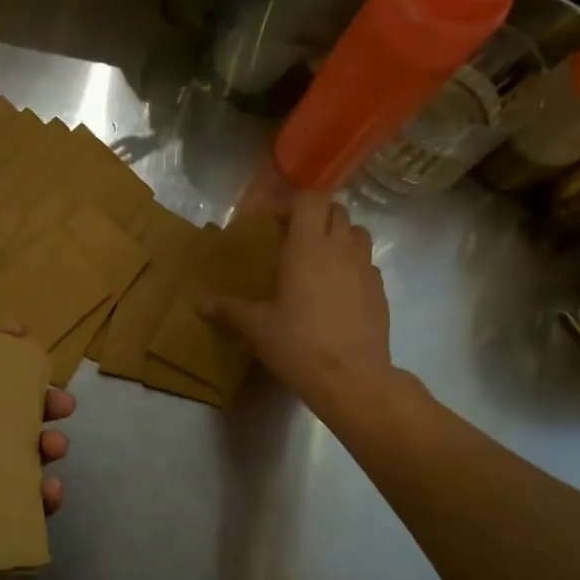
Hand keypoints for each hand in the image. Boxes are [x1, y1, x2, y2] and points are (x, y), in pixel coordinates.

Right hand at [203, 193, 393, 415]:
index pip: (311, 200)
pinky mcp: (380, 291)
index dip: (294, 205)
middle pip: (336, 211)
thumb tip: (200, 303)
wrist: (351, 379)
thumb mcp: (256, 327)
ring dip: (339, 237)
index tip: (276, 225)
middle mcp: (340, 249)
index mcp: (308, 247)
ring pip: (358, 233)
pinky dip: (352, 265)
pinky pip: (367, 264)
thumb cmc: (298, 344)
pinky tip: (337, 291)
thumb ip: (229, 309)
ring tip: (319, 260)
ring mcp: (365, 269)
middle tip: (294, 241)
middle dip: (316, 218)